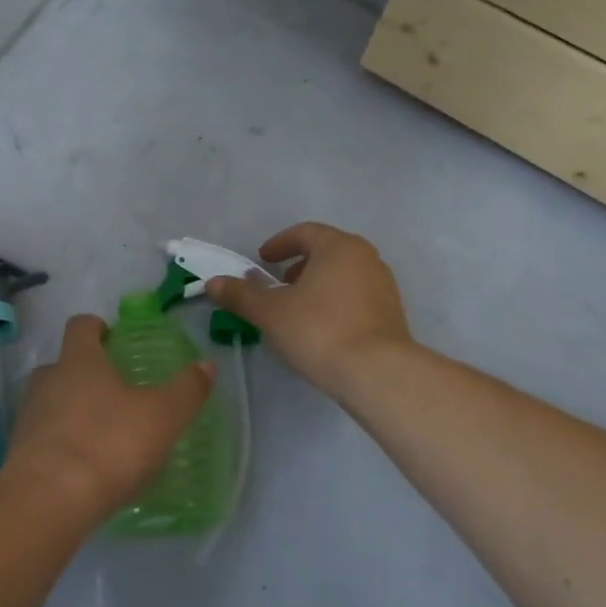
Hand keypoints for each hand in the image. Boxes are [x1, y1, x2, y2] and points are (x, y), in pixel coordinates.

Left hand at [3, 314, 214, 521]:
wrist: (47, 500)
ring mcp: (29, 417)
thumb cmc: (108, 445)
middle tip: (114, 393)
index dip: (97, 328)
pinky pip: (43, 438)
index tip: (113, 339)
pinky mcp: (19, 453)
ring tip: (101, 434)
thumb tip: (206, 364)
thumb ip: (186, 390)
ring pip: (50, 401)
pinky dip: (61, 444)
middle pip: (62, 364)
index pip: (81, 326)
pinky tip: (84, 468)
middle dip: (85, 373)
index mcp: (79, 360)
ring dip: (71, 410)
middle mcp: (48, 380)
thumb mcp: (162, 417)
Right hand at [206, 222, 410, 396]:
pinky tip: (321, 329)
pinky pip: (357, 297)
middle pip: (327, 252)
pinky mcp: (392, 314)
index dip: (279, 244)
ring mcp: (384, 286)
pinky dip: (335, 302)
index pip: (304, 233)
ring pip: (343, 275)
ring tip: (297, 310)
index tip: (262, 260)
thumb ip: (241, 295)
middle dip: (299, 265)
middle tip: (278, 285)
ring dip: (318, 285)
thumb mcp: (270, 312)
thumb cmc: (319, 330)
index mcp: (338, 247)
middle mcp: (366, 258)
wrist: (377, 373)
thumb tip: (213, 283)